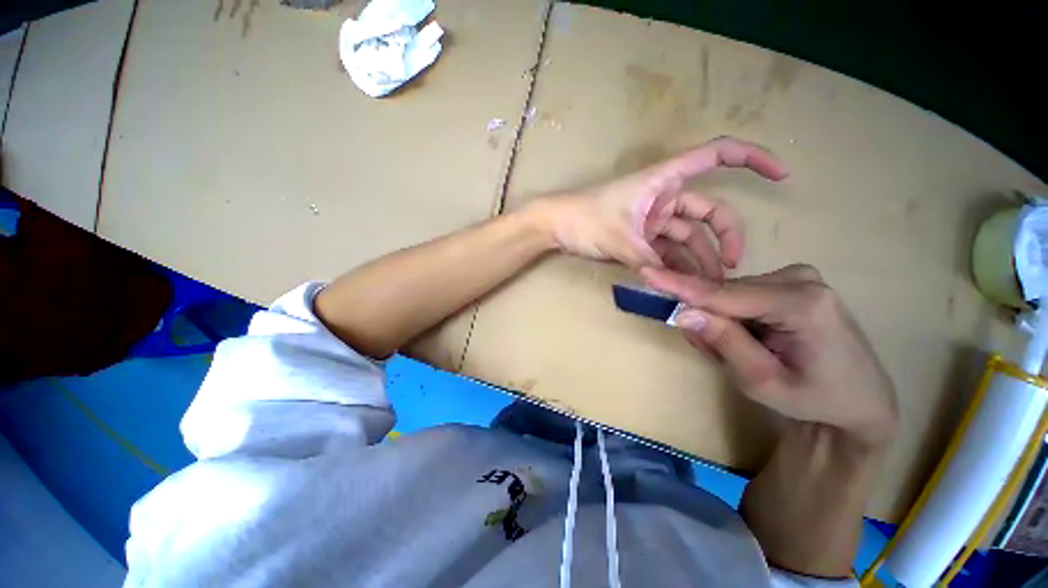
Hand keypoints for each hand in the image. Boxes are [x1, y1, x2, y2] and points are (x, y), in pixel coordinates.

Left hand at [531, 137, 788, 274]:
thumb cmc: (582, 219)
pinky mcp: (642, 233)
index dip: (752, 158)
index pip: (716, 155)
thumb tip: (676, 286)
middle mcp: (663, 195)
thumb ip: (648, 261)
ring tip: (706, 286)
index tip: (782, 174)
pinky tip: (683, 281)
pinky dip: (676, 262)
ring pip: (688, 235)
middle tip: (728, 270)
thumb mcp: (618, 239)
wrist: (554, 226)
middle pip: (708, 211)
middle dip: (723, 238)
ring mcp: (653, 216)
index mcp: (662, 179)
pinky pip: (667, 247)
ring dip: (697, 259)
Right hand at [642, 264, 898, 448]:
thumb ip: (723, 342)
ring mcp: (798, 277)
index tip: (646, 272)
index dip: (680, 286)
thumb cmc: (815, 397)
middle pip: (726, 294)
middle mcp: (800, 278)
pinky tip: (752, 338)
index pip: (724, 294)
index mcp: (802, 303)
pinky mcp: (793, 282)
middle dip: (708, 320)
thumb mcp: (762, 381)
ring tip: (742, 352)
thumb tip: (683, 311)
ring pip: (731, 295)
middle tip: (715, 354)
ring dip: (722, 322)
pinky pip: (742, 295)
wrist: (862, 399)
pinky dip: (734, 317)